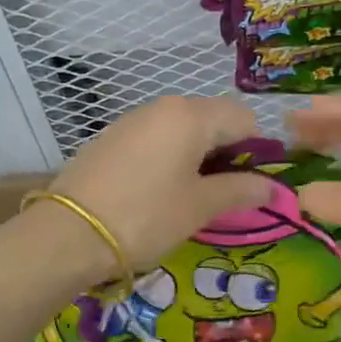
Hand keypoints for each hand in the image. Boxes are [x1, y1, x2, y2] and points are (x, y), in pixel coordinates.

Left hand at [36, 96, 271, 286]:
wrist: (67, 234)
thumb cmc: (145, 216)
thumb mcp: (200, 207)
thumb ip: (241, 191)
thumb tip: (273, 188)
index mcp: (192, 116)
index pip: (245, 119)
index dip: (257, 151)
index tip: (251, 186)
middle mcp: (164, 107)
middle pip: (213, 120)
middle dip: (227, 154)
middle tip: (223, 195)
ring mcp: (133, 120)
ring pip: (183, 130)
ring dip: (197, 157)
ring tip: (190, 197)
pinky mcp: (111, 138)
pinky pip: (155, 139)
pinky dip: (169, 159)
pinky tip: (157, 192)